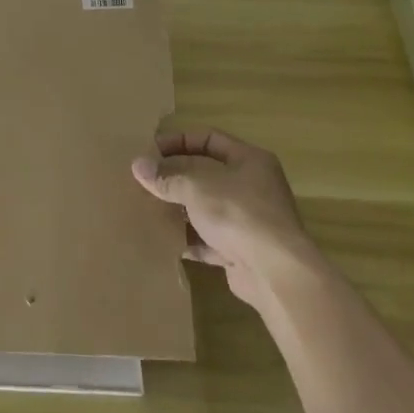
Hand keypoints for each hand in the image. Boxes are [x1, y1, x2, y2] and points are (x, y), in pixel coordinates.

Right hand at [132, 128, 316, 314]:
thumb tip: (137, 165)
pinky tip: (166, 239)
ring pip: (207, 207)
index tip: (149, 151)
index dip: (178, 141)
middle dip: (175, 176)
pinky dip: (190, 238)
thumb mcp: (196, 187)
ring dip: (180, 208)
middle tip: (145, 180)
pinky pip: (210, 239)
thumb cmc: (238, 214)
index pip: (209, 139)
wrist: (276, 273)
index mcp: (249, 160)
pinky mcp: (243, 250)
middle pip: (207, 173)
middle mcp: (253, 186)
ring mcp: (249, 220)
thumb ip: (166, 177)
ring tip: (149, 208)